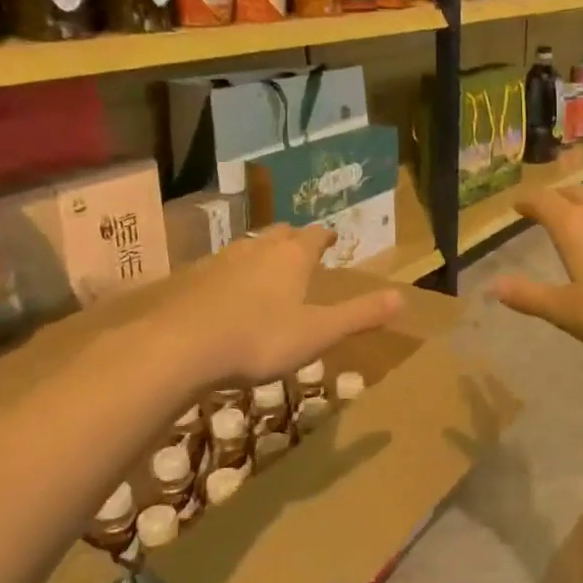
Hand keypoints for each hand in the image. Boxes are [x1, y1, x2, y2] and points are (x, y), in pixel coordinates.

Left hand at [156, 225, 400, 386]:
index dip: (325, 237)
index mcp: (291, 257)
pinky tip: (227, 293)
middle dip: (293, 239)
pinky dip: (231, 274)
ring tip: (267, 267)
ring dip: (261, 253)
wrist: (180, 348)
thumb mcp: (318, 333)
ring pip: (247, 247)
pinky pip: (219, 268)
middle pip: (279, 234)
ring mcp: (220, 262)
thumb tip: (403, 298)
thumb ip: (360, 315)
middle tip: (301, 247)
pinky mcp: (192, 281)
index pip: (314, 236)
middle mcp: (257, 250)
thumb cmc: (260, 339)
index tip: (331, 238)